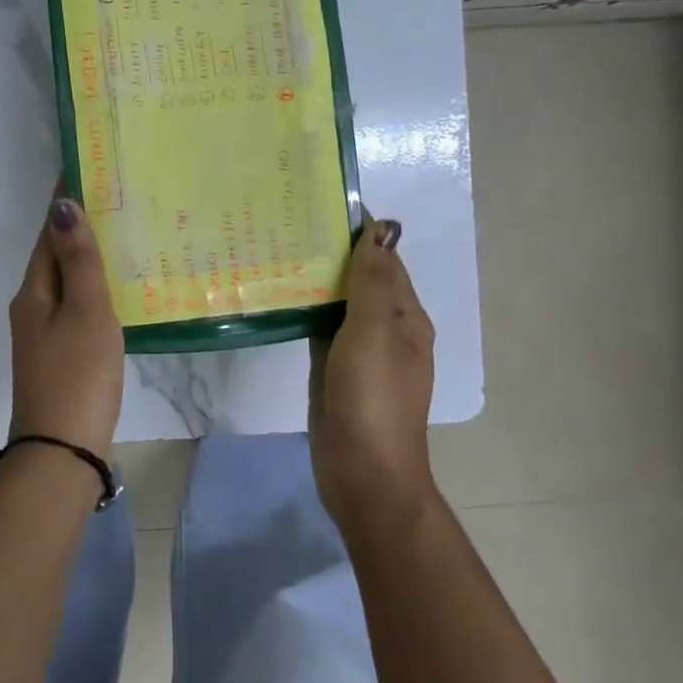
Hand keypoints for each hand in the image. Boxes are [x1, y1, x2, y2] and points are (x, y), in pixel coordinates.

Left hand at [8, 198, 124, 459]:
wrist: (63, 449)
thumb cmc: (77, 375)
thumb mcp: (85, 312)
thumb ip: (78, 260)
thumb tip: (61, 205)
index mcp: (34, 291)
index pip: (47, 232)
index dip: (64, 202)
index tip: (88, 170)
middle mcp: (32, 306)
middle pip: (54, 255)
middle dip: (79, 226)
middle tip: (117, 198)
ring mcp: (44, 334)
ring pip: (66, 282)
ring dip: (88, 258)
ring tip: (124, 235)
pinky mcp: (61, 355)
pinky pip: (76, 307)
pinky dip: (94, 289)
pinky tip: (119, 290)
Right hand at [310, 216, 437, 530]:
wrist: (364, 475)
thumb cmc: (373, 399)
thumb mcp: (373, 332)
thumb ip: (373, 281)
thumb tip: (382, 227)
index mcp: (405, 318)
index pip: (384, 261)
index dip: (359, 234)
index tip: (319, 207)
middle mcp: (386, 332)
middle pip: (361, 282)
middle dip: (332, 255)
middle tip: (287, 227)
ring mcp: (360, 356)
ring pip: (339, 307)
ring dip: (317, 283)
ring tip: (277, 254)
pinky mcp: (336, 375)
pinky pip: (322, 333)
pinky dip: (307, 314)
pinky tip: (280, 302)